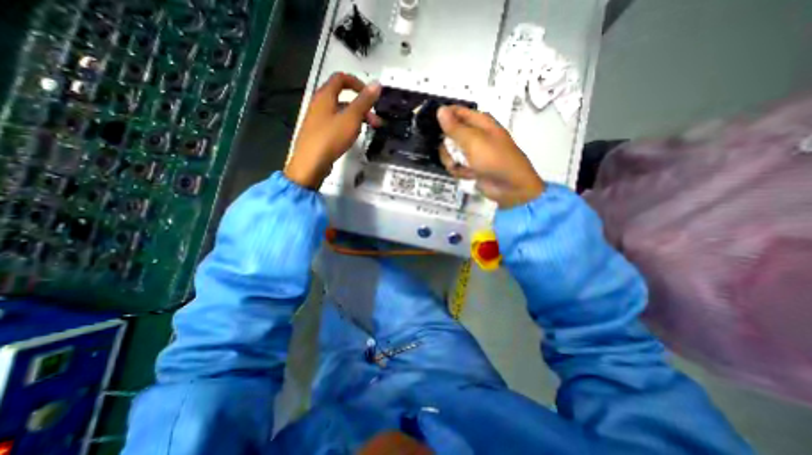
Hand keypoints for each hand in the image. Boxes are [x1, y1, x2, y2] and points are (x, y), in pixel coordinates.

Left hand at [283, 72, 382, 187]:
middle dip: (362, 107)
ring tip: (367, 131)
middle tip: (375, 121)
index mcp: (325, 95)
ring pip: (340, 112)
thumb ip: (364, 101)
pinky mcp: (318, 133)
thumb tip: (376, 84)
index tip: (371, 97)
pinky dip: (347, 126)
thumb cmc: (331, 137)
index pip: (341, 78)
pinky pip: (336, 123)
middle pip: (343, 97)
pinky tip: (352, 138)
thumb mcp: (351, 118)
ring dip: (356, 118)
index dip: (358, 83)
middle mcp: (319, 104)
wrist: (310, 163)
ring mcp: (317, 119)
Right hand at [437, 106, 544, 208]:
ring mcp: (472, 153)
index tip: (431, 126)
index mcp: (479, 122)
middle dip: (447, 146)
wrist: (508, 187)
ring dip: (452, 161)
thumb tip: (441, 110)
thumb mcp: (473, 141)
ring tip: (462, 167)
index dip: (443, 116)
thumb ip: (455, 127)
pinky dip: (460, 171)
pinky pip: (455, 166)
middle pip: (449, 135)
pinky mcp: (470, 167)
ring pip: (450, 153)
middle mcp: (474, 136)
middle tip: (452, 153)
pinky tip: (468, 175)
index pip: (456, 112)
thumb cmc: (494, 159)